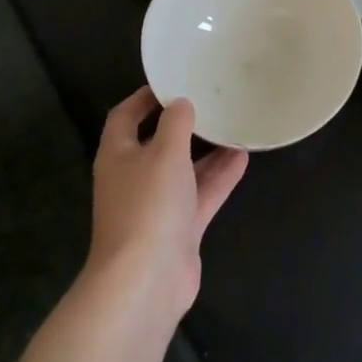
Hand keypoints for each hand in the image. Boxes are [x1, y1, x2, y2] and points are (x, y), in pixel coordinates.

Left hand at [86, 87, 247, 316]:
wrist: (146, 280)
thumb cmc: (149, 205)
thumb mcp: (165, 152)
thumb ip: (176, 123)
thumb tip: (181, 103)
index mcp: (118, 154)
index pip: (125, 116)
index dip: (145, 97)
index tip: (173, 81)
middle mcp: (133, 177)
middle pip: (157, 142)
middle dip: (183, 124)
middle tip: (212, 101)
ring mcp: (156, 206)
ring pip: (184, 170)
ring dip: (207, 151)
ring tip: (234, 125)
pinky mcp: (178, 229)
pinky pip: (200, 195)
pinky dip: (218, 178)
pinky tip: (243, 158)